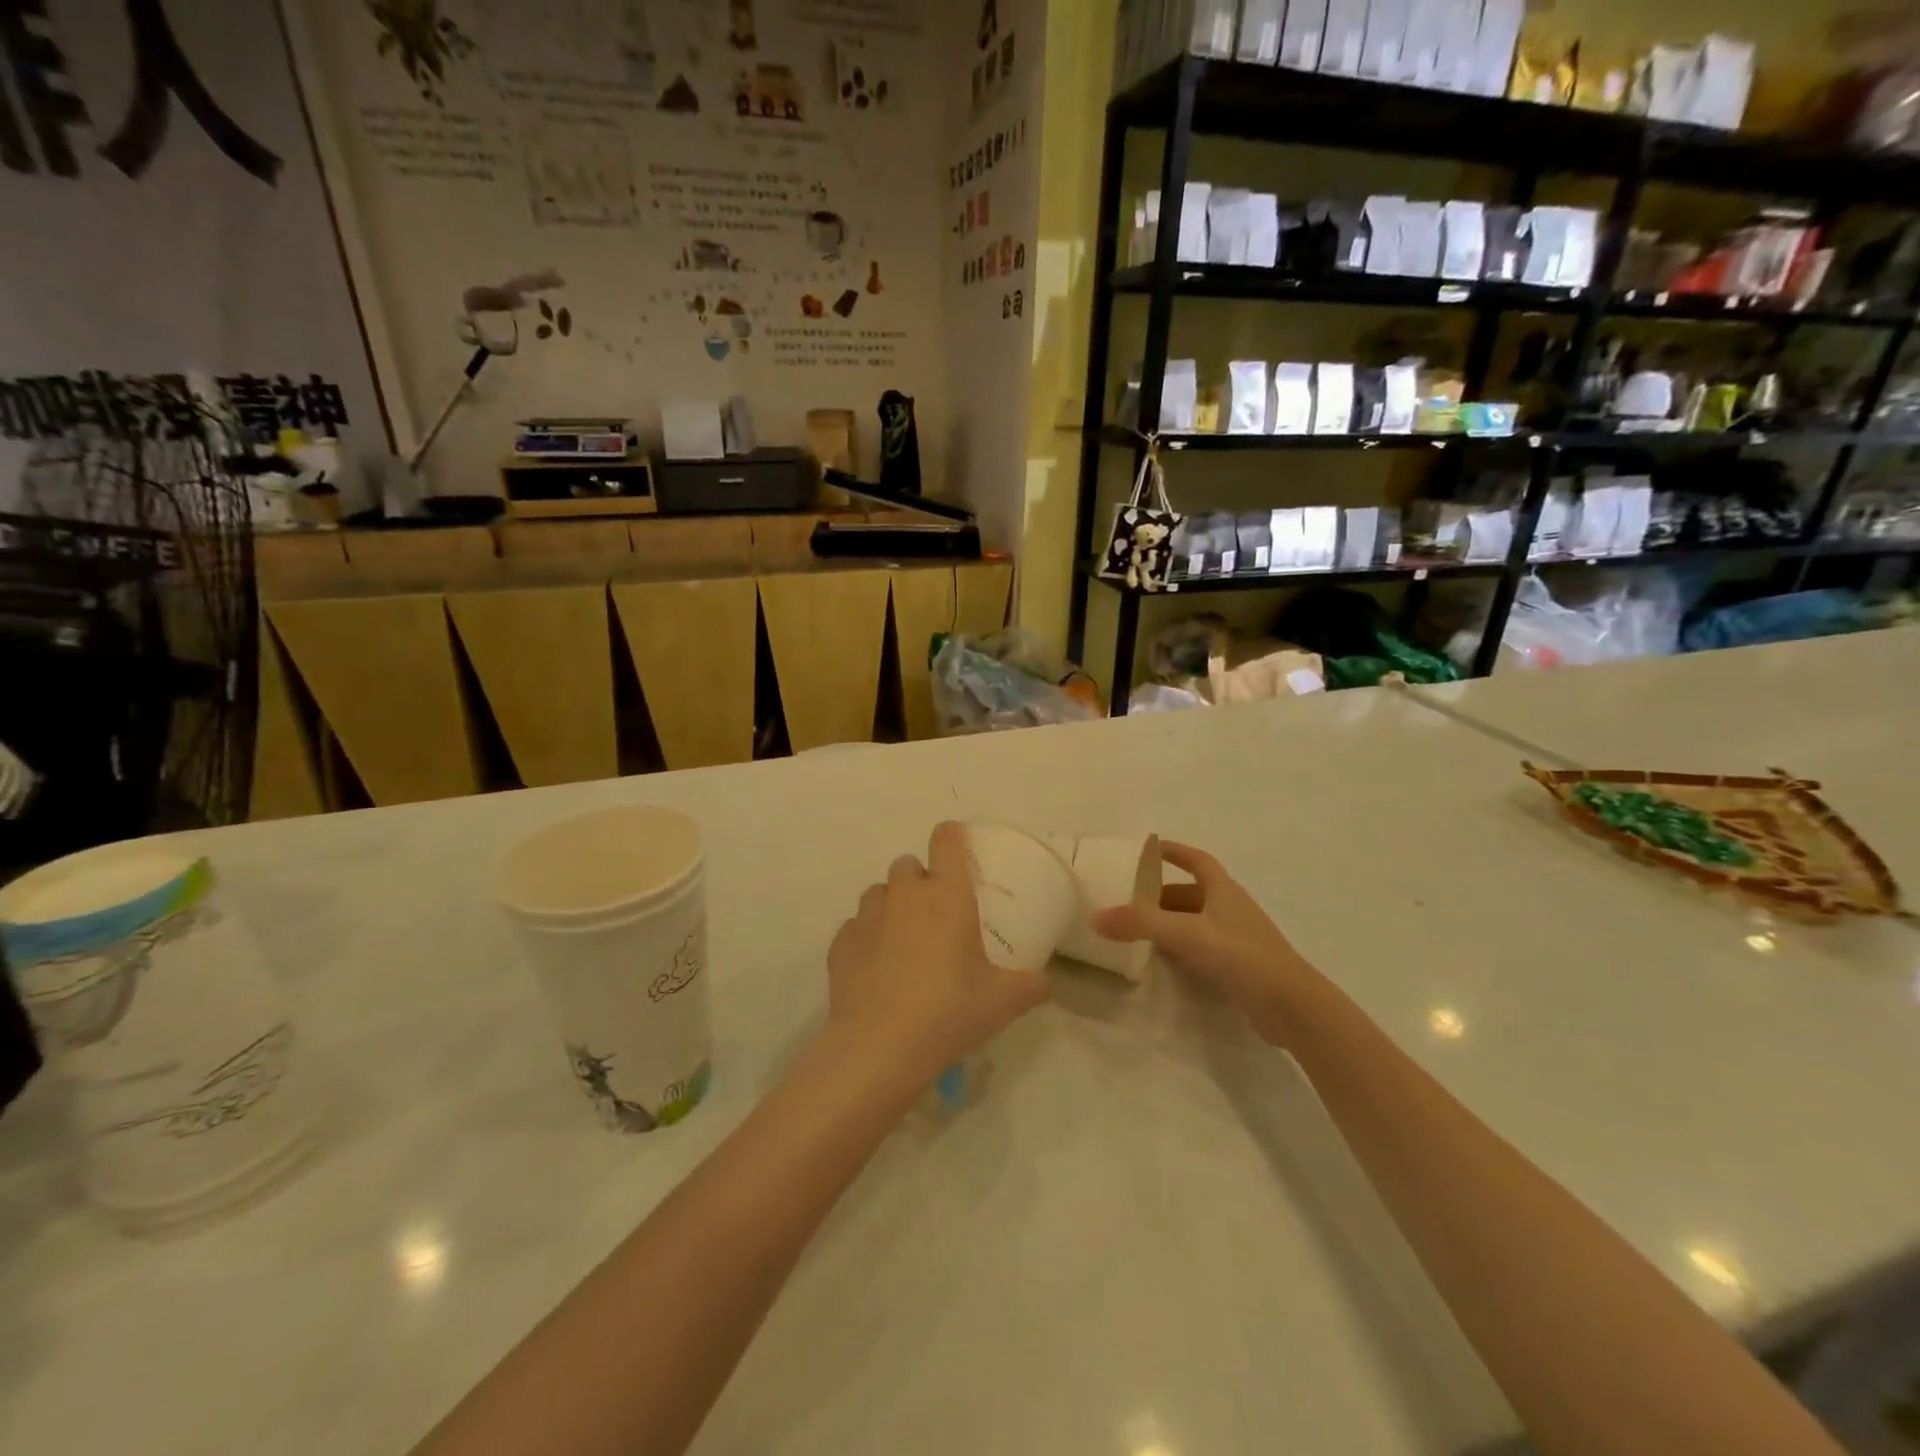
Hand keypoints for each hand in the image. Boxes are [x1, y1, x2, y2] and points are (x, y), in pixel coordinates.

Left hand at [826, 823, 1049, 1091]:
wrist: (878, 1047)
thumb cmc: (949, 1011)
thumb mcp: (1003, 1001)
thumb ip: (1031, 985)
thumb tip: (1046, 983)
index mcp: (947, 894)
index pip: (946, 840)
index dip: (953, 836)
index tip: (960, 848)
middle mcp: (904, 894)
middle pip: (908, 865)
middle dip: (921, 880)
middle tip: (937, 915)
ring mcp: (867, 916)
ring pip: (879, 893)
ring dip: (892, 906)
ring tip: (904, 941)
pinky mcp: (840, 943)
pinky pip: (856, 927)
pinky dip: (867, 937)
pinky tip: (877, 968)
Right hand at [1092, 841, 1320, 1045]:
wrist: (1293, 1007)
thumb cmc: (1242, 956)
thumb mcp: (1186, 934)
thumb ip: (1140, 924)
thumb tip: (1095, 917)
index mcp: (1223, 890)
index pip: (1196, 860)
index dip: (1173, 851)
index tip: (1147, 850)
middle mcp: (1230, 909)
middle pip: (1190, 893)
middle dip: (1160, 895)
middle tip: (1127, 901)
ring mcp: (1236, 940)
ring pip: (1195, 923)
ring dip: (1168, 924)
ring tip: (1135, 932)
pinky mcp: (1238, 968)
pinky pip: (1201, 949)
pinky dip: (1180, 950)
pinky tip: (1161, 963)